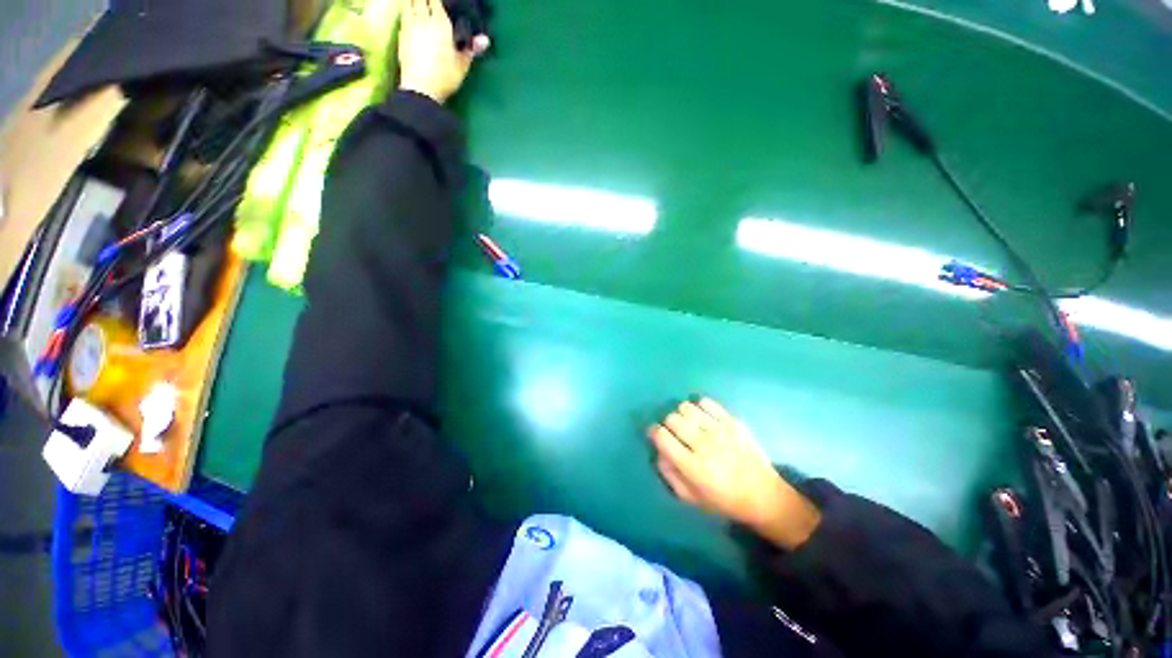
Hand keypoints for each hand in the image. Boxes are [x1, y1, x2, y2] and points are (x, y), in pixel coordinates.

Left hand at [397, 0, 489, 103]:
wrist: (421, 88)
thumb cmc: (444, 78)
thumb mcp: (461, 65)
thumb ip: (471, 49)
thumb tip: (485, 40)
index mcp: (441, 23)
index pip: (436, 1)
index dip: (438, 2)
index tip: (441, 4)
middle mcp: (423, 19)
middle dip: (425, 0)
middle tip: (430, 4)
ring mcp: (409, 25)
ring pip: (409, 4)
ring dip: (414, 3)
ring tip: (419, 6)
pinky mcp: (401, 35)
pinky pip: (403, 16)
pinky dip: (407, 12)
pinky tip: (411, 17)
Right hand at [648, 398, 821, 549]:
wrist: (764, 495)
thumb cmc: (724, 500)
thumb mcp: (691, 498)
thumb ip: (669, 475)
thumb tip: (659, 452)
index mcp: (693, 466)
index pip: (662, 437)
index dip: (654, 432)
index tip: (655, 434)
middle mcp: (704, 444)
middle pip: (672, 419)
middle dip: (667, 424)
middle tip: (674, 433)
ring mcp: (720, 430)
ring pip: (687, 407)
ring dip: (682, 415)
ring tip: (689, 425)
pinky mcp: (733, 421)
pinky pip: (706, 402)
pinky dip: (699, 407)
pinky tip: (702, 418)